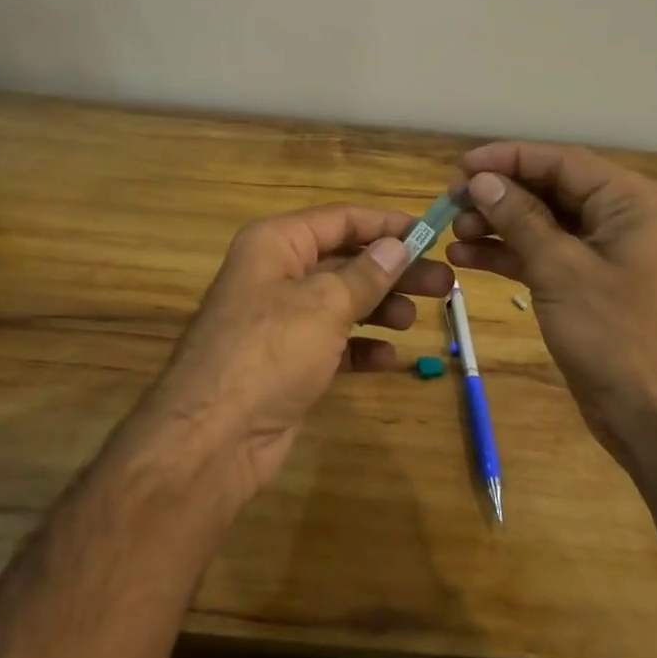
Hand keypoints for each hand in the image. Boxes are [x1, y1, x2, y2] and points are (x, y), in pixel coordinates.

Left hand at [148, 204, 454, 493]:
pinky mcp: (286, 362)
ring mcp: (279, 320)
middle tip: (444, 283)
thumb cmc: (270, 350)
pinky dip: (360, 347)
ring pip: (341, 302)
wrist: (213, 438)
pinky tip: (390, 358)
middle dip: (393, 271)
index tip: (431, 234)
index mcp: (276, 243)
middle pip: (345, 261)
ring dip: (380, 307)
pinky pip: (332, 343)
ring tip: (418, 319)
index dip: (387, 225)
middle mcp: (276, 274)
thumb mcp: (324, 304)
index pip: (340, 219)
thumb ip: (365, 274)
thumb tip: (397, 245)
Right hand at [447, 143, 656, 464]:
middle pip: (550, 189)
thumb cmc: (617, 336)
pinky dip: (508, 254)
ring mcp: (605, 252)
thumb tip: (479, 180)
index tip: (461, 166)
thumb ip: (519, 218)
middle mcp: (621, 217)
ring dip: (498, 224)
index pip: (562, 162)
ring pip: (543, 222)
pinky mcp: (589, 283)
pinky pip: (544, 254)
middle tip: (450, 201)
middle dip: (499, 194)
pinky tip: (465, 258)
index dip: (508, 158)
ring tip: (453, 232)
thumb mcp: (561, 270)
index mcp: (631, 201)